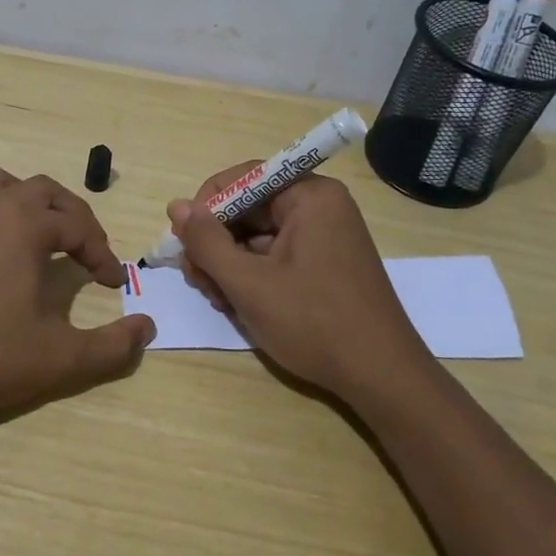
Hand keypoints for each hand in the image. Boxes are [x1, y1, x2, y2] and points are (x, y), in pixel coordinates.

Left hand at [0, 166, 154, 419]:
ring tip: (30, 222)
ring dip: (16, 194)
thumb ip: (112, 346)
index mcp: (25, 227)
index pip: (78, 227)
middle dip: (70, 214)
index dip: (102, 253)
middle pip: (41, 191)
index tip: (112, 284)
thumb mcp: (61, 359)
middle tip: (83, 250)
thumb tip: (147, 328)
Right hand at [168, 166, 433, 401]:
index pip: (242, 178)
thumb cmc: (313, 323)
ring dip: (229, 263)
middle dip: (216, 243)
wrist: (380, 377)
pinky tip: (239, 304)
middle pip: (248, 208)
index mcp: (310, 196)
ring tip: (219, 300)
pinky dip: (252, 274)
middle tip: (198, 281)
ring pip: (257, 235)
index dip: (206, 206)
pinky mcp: (324, 262)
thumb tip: (176, 206)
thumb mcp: (248, 283)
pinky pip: (275, 254)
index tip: (185, 244)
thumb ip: (206, 242)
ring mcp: (325, 235)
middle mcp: (320, 206)